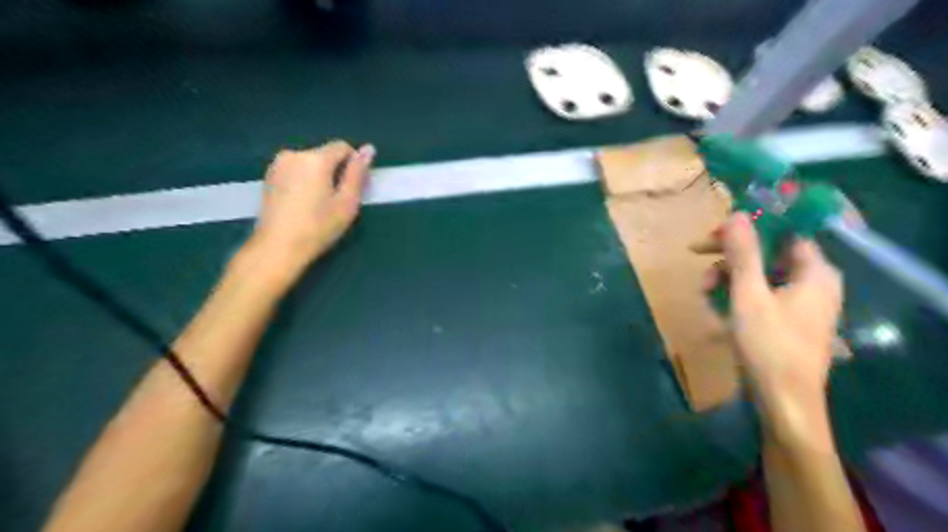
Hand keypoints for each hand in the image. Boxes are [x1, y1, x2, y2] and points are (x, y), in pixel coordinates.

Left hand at [240, 139, 373, 286]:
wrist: (278, 247)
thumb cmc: (318, 227)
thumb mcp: (347, 202)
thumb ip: (357, 173)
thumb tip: (368, 148)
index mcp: (315, 159)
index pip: (342, 147)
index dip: (353, 164)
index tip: (354, 187)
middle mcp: (294, 154)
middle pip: (325, 155)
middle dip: (335, 171)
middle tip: (338, 200)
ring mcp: (277, 165)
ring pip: (310, 163)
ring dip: (320, 177)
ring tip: (320, 204)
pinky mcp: (269, 177)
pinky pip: (296, 171)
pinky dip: (304, 181)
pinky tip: (303, 204)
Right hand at [695, 212, 843, 447]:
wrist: (784, 403)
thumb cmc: (769, 346)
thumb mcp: (749, 296)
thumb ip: (743, 254)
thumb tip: (737, 215)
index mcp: (815, 272)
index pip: (782, 232)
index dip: (748, 228)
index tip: (714, 234)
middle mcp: (814, 282)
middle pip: (767, 253)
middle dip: (730, 257)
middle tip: (697, 258)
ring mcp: (801, 303)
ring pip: (759, 275)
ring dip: (728, 277)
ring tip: (703, 292)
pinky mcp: (787, 320)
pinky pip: (760, 294)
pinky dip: (736, 296)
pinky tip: (716, 307)